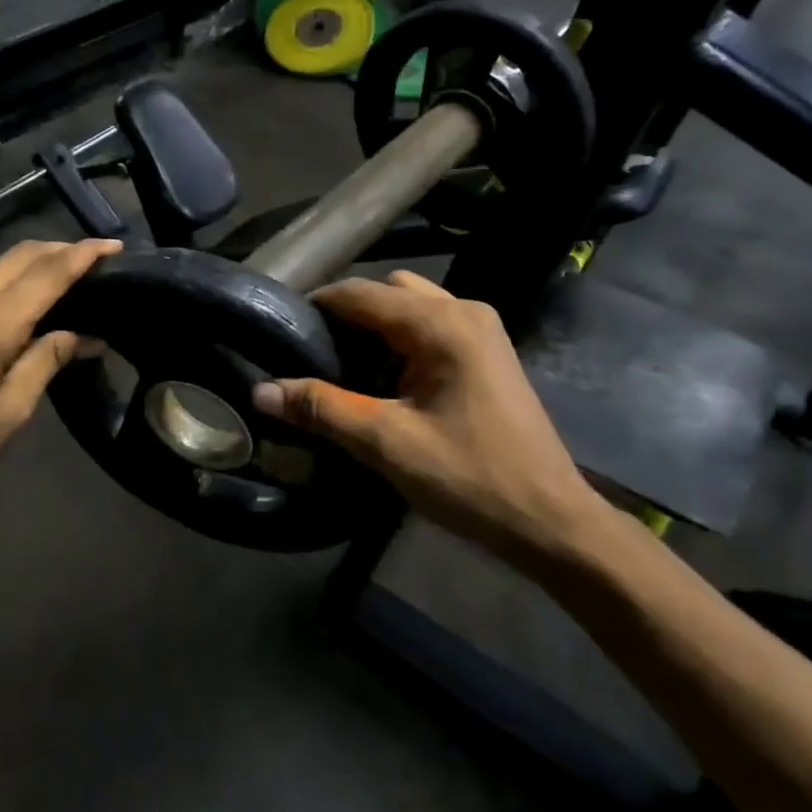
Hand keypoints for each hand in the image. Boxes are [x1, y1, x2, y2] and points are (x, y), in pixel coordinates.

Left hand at [0, 238, 122, 517]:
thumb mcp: (10, 414)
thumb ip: (45, 362)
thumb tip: (85, 335)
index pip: (45, 275)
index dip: (82, 255)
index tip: (114, 246)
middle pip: (19, 256)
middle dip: (61, 249)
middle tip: (98, 260)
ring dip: (36, 264)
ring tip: (71, 279)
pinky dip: (11, 282)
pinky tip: (28, 304)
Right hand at [252, 271, 610, 569]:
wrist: (551, 520)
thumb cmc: (470, 478)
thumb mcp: (387, 443)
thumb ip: (323, 409)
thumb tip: (261, 391)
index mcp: (441, 324)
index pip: (360, 294)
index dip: (316, 306)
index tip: (280, 330)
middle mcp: (465, 311)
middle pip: (388, 291)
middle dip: (347, 314)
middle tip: (313, 351)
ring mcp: (482, 330)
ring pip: (411, 306)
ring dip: (376, 326)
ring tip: (343, 365)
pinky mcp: (488, 352)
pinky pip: (431, 325)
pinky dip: (400, 339)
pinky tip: (384, 379)